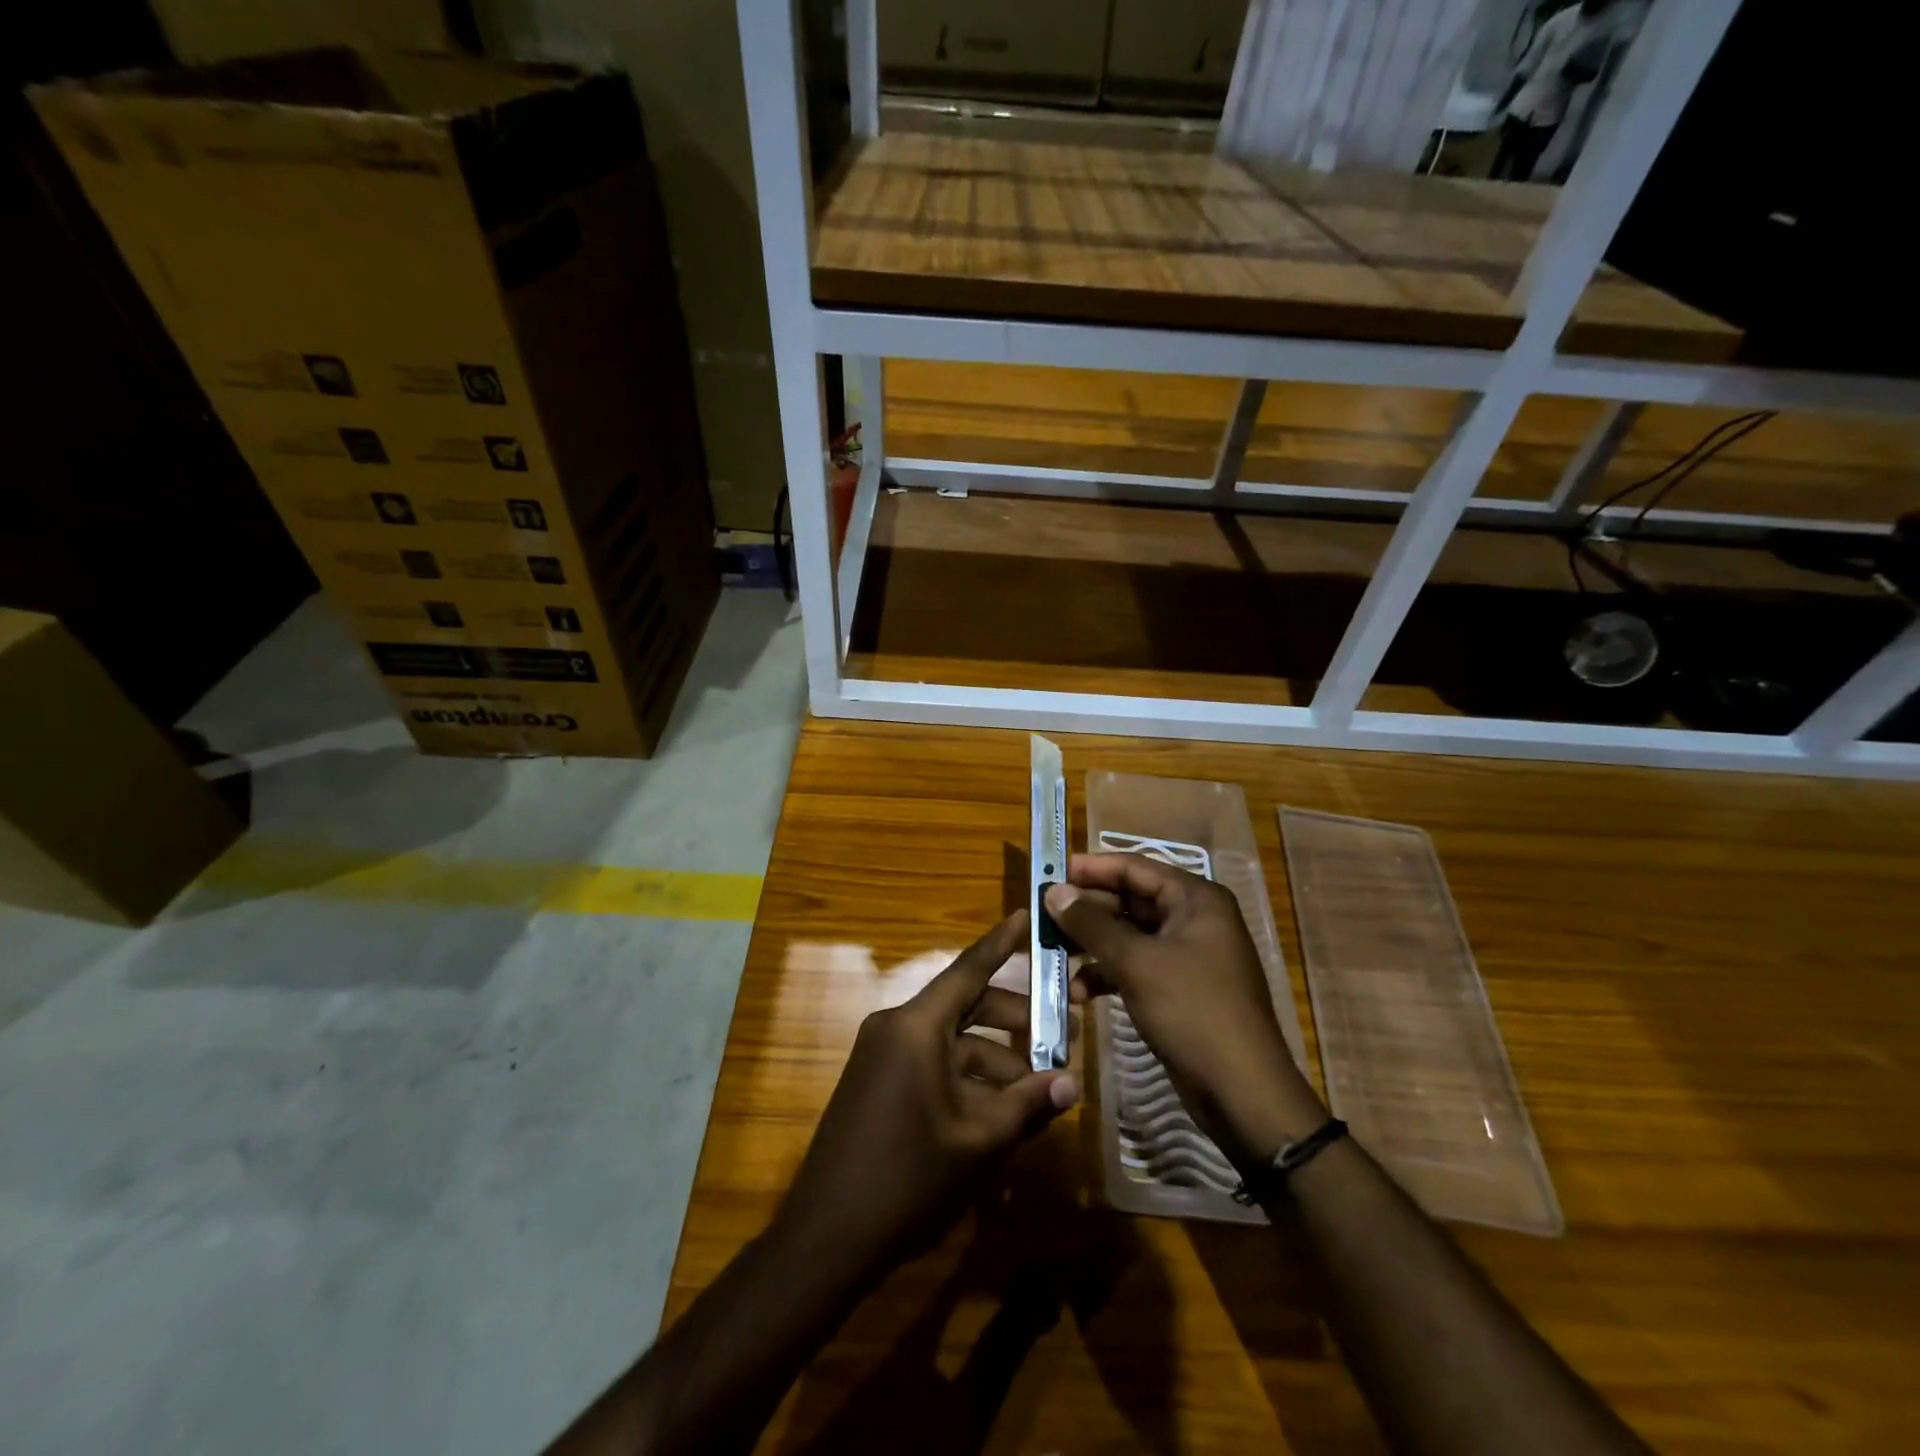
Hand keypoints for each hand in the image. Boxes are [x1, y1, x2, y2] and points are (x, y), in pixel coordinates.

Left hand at [772, 911, 1078, 1283]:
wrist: (827, 1235)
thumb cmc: (907, 1179)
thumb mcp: (977, 1142)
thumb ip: (1026, 1105)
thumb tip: (1071, 1084)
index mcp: (917, 1026)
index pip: (969, 969)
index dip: (1002, 942)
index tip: (1027, 914)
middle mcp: (897, 1026)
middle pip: (966, 1006)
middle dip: (1015, 1021)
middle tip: (1063, 1037)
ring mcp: (883, 1053)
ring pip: (952, 1040)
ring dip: (995, 1059)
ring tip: (1039, 1090)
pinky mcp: (878, 1080)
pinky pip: (932, 1062)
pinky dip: (966, 1077)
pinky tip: (1000, 1111)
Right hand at [1045, 854, 1323, 1163]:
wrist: (1242, 1092)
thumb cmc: (1192, 1011)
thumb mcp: (1136, 962)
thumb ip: (1091, 924)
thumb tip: (1053, 891)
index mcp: (1195, 899)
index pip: (1134, 867)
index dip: (1090, 868)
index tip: (1049, 871)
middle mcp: (1194, 919)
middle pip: (1129, 901)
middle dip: (1085, 911)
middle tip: (1042, 916)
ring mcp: (1187, 956)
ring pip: (1128, 937)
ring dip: (1091, 946)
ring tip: (1051, 955)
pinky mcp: (1179, 989)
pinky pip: (1136, 967)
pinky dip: (1107, 975)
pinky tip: (1077, 992)